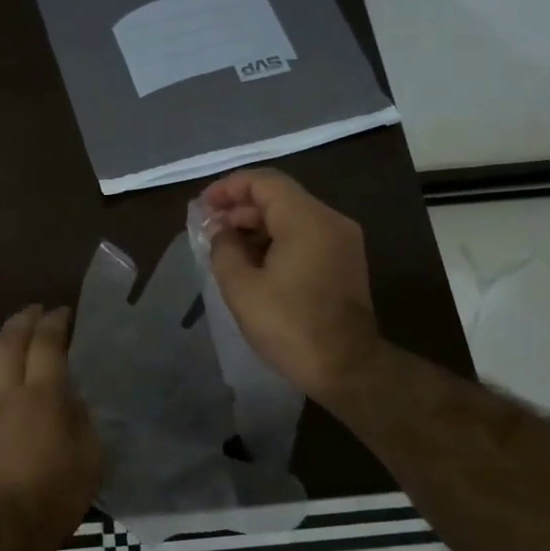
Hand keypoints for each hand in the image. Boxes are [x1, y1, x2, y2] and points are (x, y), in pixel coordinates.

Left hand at [0, 305, 101, 549]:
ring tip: (6, 337)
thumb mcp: (90, 459)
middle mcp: (5, 390)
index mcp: (43, 396)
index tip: (62, 313)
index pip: (47, 342)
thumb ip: (83, 419)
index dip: (55, 321)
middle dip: (24, 319)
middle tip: (35, 311)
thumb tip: (71, 397)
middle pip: (11, 340)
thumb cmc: (53, 498)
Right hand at [199, 168, 381, 402]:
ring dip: (257, 226)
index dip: (228, 188)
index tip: (203, 207)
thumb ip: (224, 248)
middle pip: (279, 197)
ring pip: (292, 217)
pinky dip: (277, 240)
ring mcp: (342, 241)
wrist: (347, 368)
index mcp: (306, 219)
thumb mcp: (241, 287)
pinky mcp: (344, 261)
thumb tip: (220, 229)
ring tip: (226, 249)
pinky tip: (253, 263)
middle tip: (210, 230)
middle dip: (240, 208)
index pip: (263, 182)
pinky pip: (305, 236)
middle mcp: (330, 220)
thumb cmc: (289, 326)